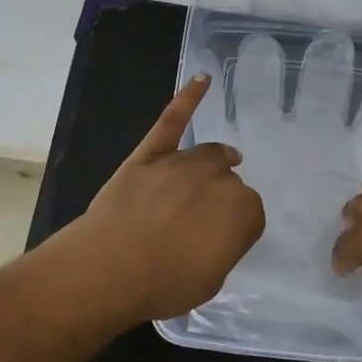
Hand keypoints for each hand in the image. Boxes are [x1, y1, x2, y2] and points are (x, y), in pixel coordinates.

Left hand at [67, 75, 265, 324]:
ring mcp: (182, 162)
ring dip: (214, 162)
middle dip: (221, 198)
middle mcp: (219, 178)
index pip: (251, 214)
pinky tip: (202, 79)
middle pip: (230, 181)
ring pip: (208, 155)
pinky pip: (173, 120)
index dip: (235, 228)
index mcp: (242, 211)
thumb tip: (218, 231)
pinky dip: (188, 98)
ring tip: (220, 165)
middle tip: (203, 221)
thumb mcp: (211, 278)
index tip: (220, 242)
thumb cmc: (165, 283)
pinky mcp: (151, 153)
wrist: (110, 268)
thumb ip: (223, 246)